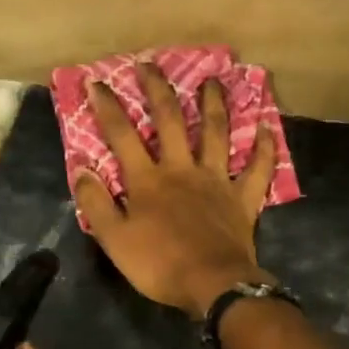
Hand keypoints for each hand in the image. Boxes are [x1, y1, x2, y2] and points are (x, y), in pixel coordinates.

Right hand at [74, 62, 278, 316]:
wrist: (212, 285)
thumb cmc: (159, 265)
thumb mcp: (115, 239)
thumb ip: (96, 203)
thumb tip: (81, 169)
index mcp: (148, 181)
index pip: (123, 135)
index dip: (108, 107)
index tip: (97, 83)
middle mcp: (182, 170)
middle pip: (170, 121)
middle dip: (158, 90)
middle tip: (150, 64)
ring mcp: (216, 181)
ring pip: (216, 134)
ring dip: (214, 104)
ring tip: (213, 80)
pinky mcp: (243, 199)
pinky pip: (258, 169)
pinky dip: (264, 148)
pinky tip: (266, 127)